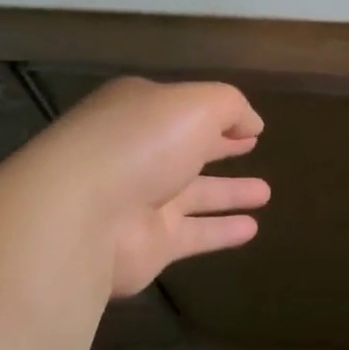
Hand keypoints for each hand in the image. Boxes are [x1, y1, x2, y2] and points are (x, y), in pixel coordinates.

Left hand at [36, 77, 270, 296]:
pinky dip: (222, 232)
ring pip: (194, 195)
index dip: (218, 114)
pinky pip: (195, 235)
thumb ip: (230, 106)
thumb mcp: (196, 105)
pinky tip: (252, 230)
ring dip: (229, 192)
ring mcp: (141, 201)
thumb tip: (252, 124)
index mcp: (140, 113)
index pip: (183, 109)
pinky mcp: (149, 244)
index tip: (250, 125)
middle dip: (220, 148)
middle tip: (252, 147)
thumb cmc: (141, 143)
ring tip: (266, 193)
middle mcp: (138, 154)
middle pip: (186, 150)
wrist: (83, 216)